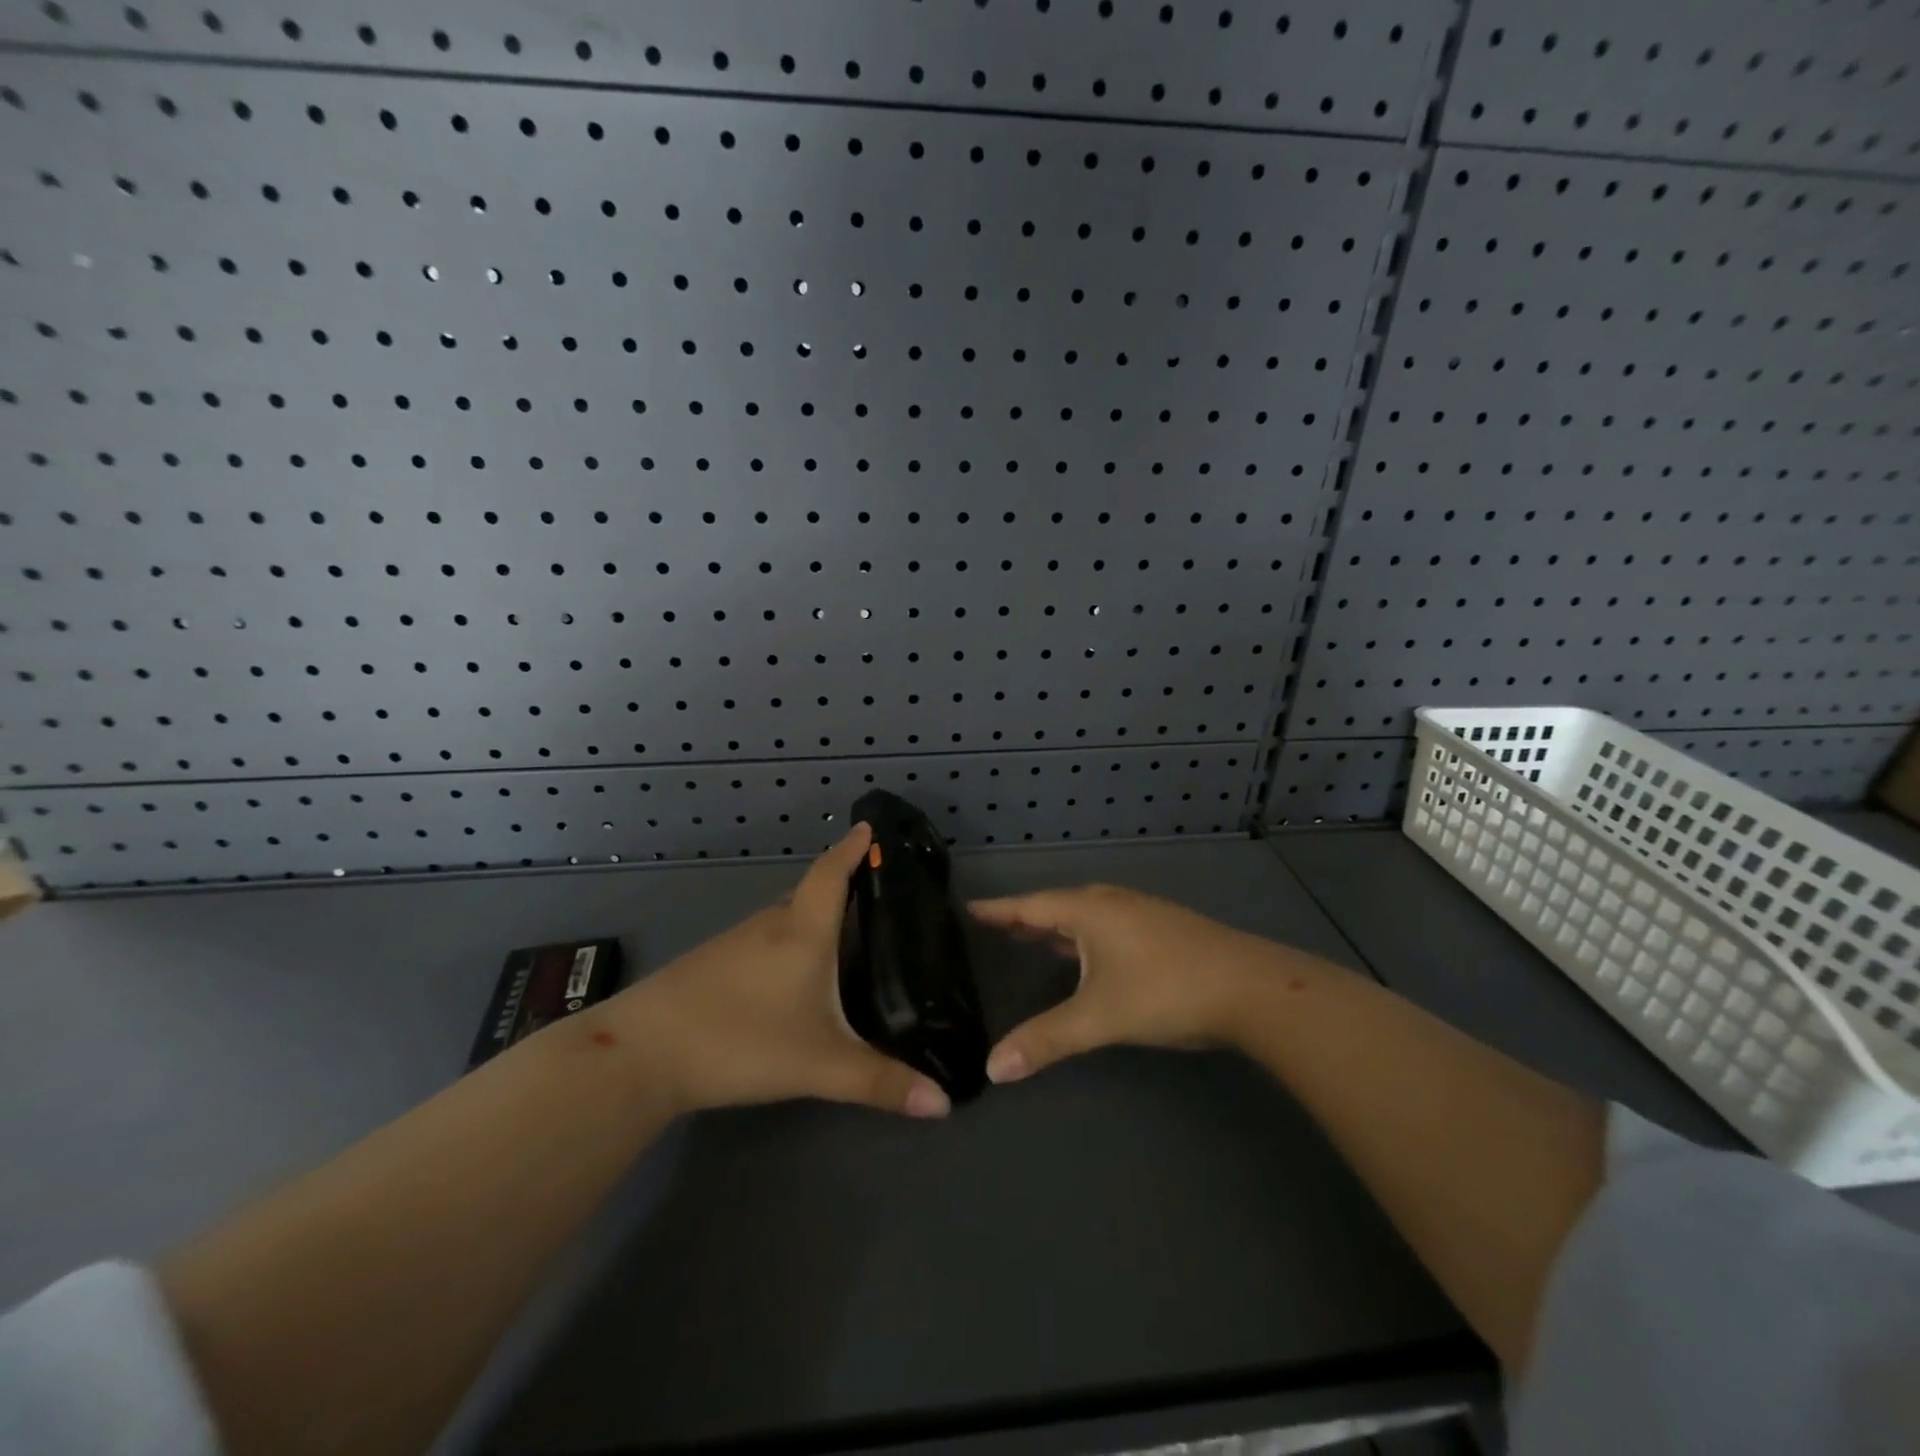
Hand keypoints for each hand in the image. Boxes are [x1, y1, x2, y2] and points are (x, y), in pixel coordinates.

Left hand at [614, 824, 950, 1118]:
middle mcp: (770, 925)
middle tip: (879, 902)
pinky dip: (788, 945)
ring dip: (814, 922)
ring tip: (846, 940)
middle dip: (843, 891)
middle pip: (811, 895)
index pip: (832, 874)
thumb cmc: (740, 1040)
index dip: (852, 848)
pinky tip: (793, 977)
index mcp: (802, 931)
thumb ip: (881, 1083)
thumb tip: (944, 1103)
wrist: (640, 1054)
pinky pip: (764, 942)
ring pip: (785, 921)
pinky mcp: (711, 965)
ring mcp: (735, 942)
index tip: (869, 825)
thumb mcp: (819, 1065)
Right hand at [969, 884, 1312, 1082]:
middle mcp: (1112, 903)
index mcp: (1089, 911)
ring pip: (1086, 915)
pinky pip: (1108, 924)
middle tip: (996, 925)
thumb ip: (1045, 1041)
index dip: (999, 910)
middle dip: (1026, 917)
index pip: (1030, 906)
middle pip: (1057, 905)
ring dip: (1057, 925)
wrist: (1252, 987)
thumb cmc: (1165, 991)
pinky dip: (1084, 934)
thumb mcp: (1099, 1018)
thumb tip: (992, 1068)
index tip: (970, 907)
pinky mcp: (1164, 929)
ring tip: (1034, 936)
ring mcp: (1142, 913)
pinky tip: (1090, 954)